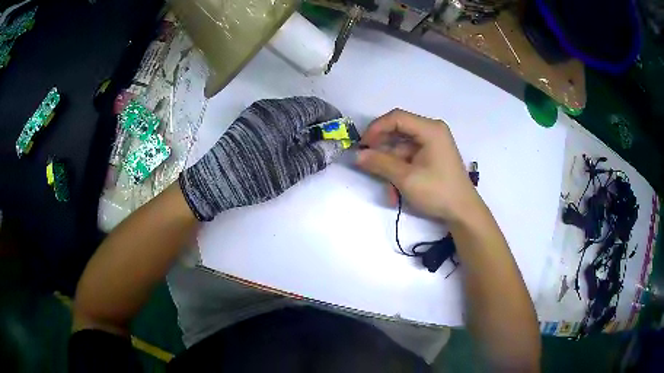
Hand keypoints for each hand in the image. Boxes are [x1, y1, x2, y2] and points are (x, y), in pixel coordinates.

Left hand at [180, 97, 344, 220]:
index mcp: (282, 114)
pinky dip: (287, 127)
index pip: (315, 106)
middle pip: (301, 108)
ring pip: (288, 113)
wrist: (214, 181)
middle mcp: (269, 107)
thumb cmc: (255, 175)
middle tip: (326, 141)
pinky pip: (274, 118)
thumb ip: (316, 156)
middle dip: (317, 122)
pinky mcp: (246, 122)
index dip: (332, 116)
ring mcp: (255, 113)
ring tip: (309, 145)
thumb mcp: (290, 170)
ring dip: (302, 125)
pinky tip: (288, 144)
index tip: (341, 129)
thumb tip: (336, 145)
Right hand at [356, 109, 480, 221]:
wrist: (463, 212)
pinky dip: (400, 172)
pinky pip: (409, 158)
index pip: (397, 118)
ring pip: (401, 148)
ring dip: (390, 167)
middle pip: (398, 132)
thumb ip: (380, 163)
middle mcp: (432, 132)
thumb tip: (357, 155)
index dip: (376, 128)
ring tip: (388, 189)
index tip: (362, 145)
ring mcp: (432, 145)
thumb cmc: (438, 191)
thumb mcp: (406, 178)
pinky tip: (396, 191)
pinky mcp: (432, 157)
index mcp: (430, 129)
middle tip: (367, 164)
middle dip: (382, 150)